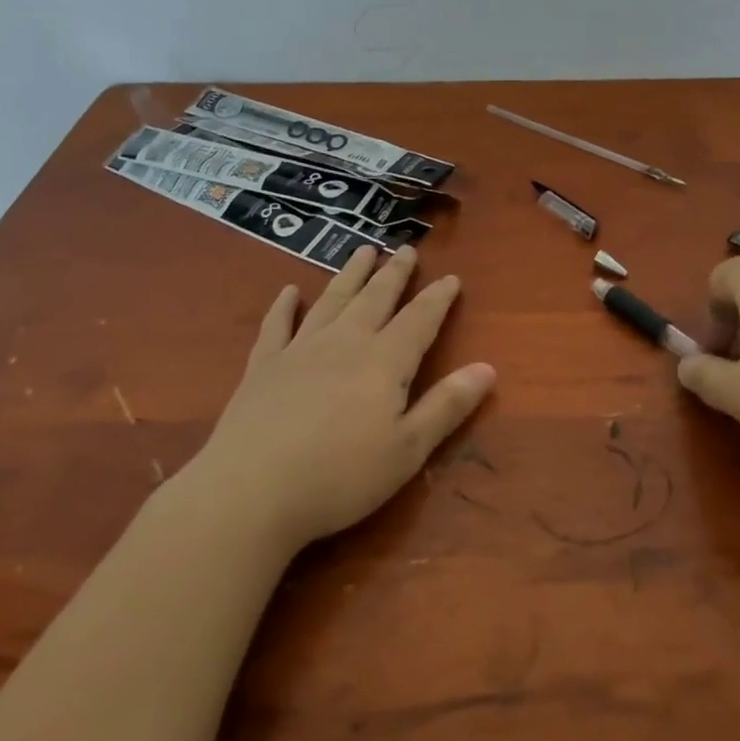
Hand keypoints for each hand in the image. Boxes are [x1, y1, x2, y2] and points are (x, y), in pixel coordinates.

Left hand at [174, 246, 494, 553]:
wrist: (251, 491)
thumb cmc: (340, 477)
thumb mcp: (407, 450)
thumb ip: (447, 406)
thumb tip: (488, 367)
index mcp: (384, 361)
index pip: (420, 319)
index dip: (438, 298)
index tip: (451, 277)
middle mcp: (345, 342)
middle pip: (376, 298)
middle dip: (394, 273)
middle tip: (406, 249)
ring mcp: (300, 349)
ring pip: (332, 300)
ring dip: (350, 274)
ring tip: (363, 251)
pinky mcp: (263, 365)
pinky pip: (277, 326)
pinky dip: (284, 306)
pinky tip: (288, 292)